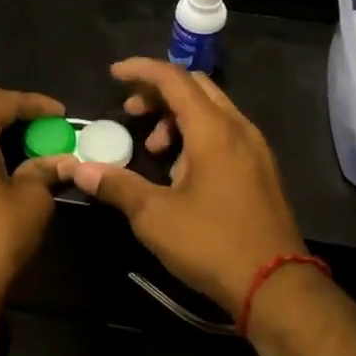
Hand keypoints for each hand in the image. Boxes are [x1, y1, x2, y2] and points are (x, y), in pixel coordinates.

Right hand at [68, 58, 305, 311]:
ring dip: (177, 117)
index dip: (140, 70)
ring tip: (153, 151)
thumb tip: (78, 169)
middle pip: (195, 87)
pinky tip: (181, 172)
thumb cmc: (212, 243)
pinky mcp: (261, 170)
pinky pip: (225, 133)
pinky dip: (197, 135)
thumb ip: (116, 185)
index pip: (173, 78)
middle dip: (159, 93)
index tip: (113, 75)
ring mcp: (255, 148)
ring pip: (212, 110)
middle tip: (131, 112)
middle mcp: (238, 128)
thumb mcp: (154, 216)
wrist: (277, 286)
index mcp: (213, 129)